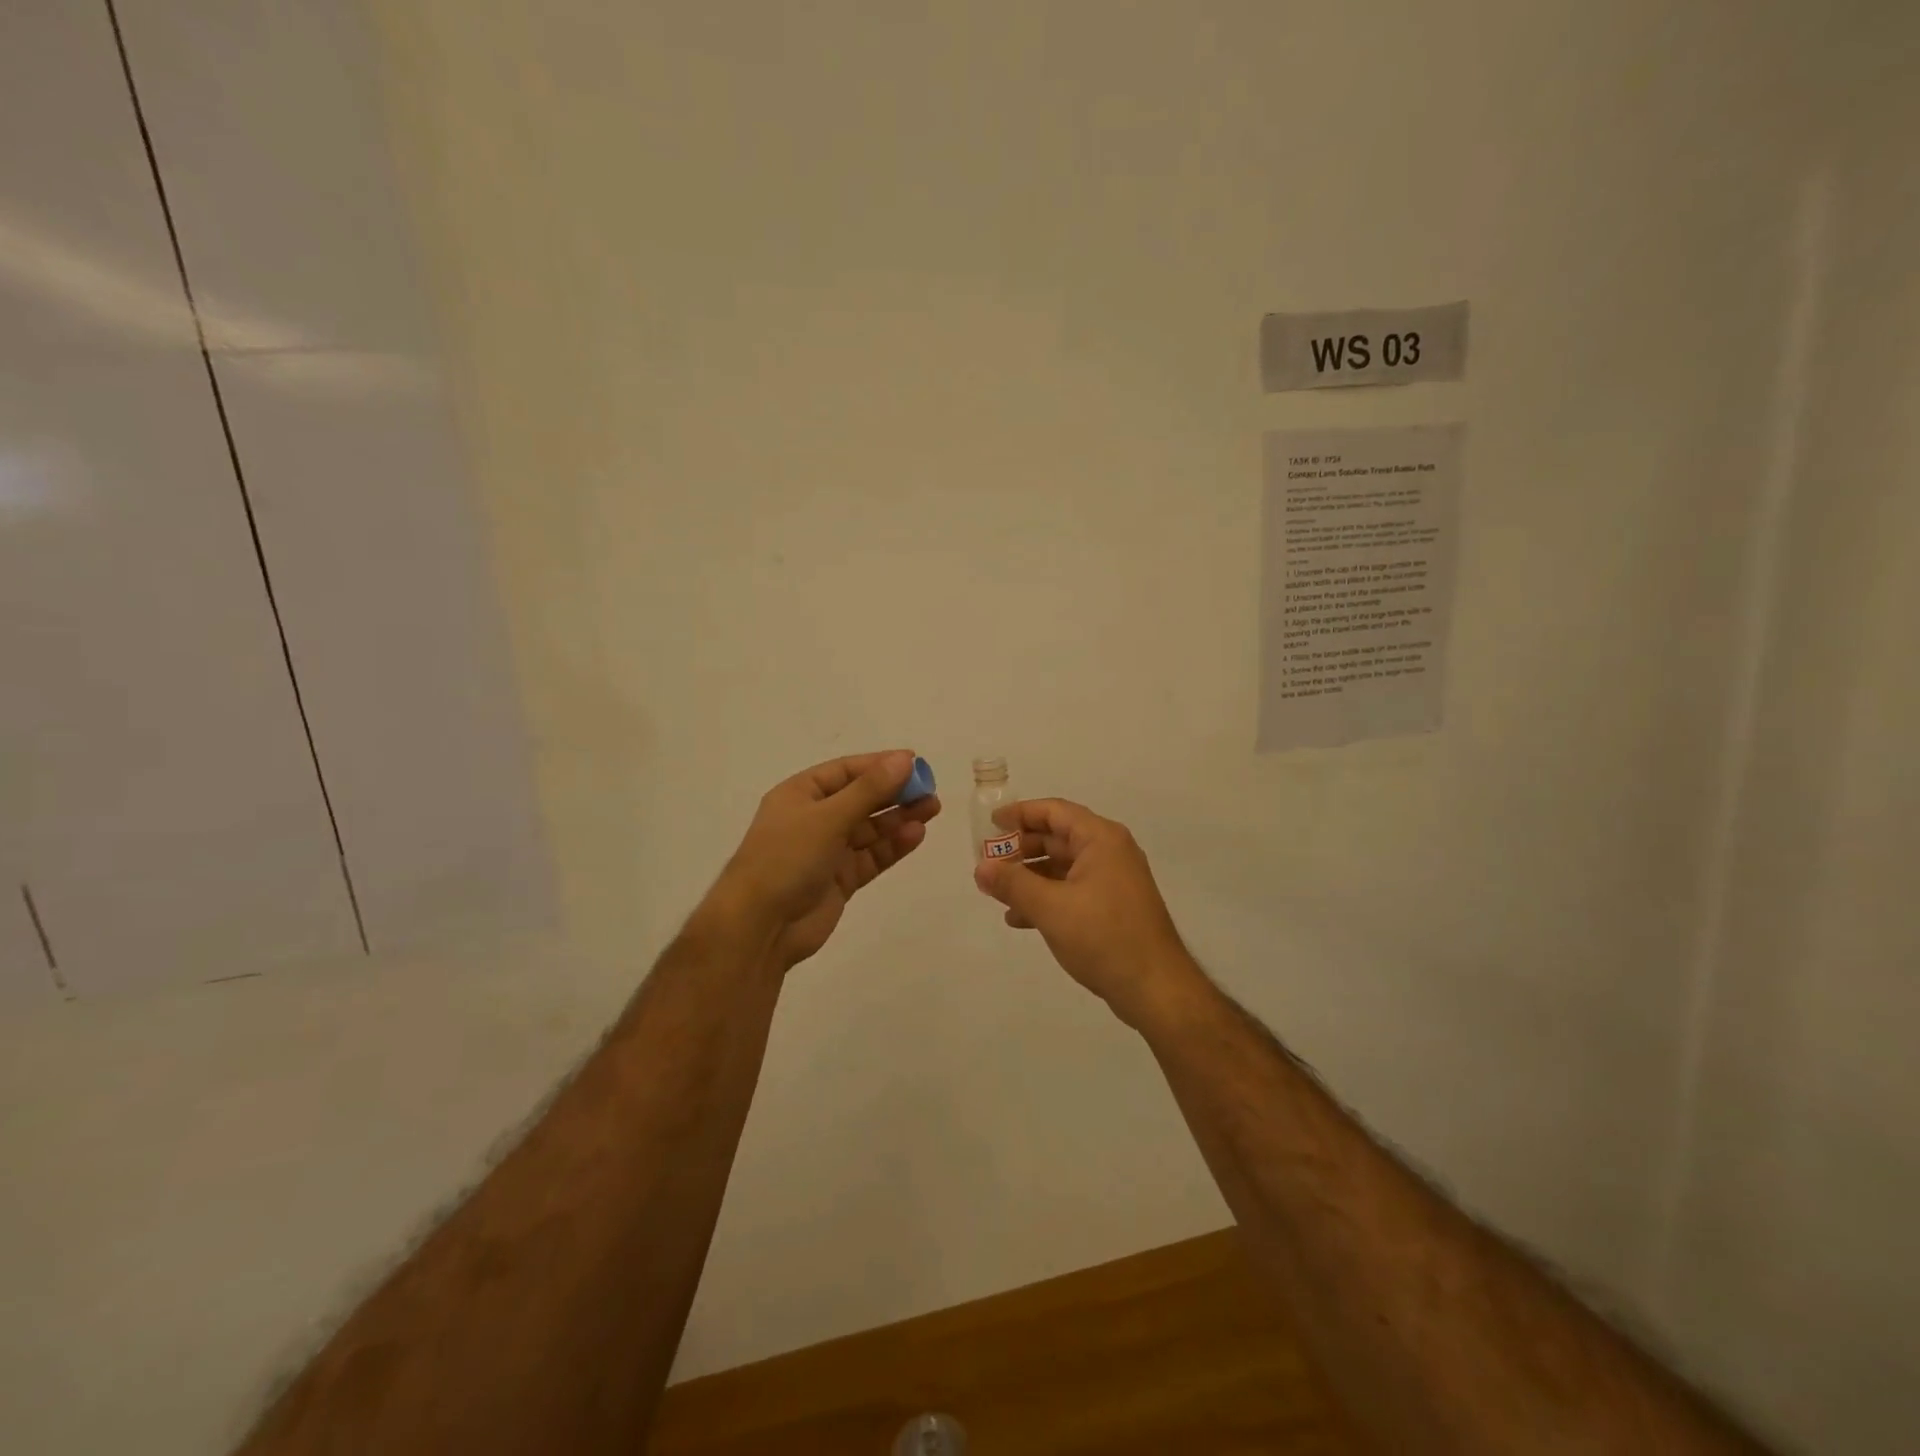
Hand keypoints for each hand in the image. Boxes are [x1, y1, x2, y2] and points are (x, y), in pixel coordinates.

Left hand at [707, 750, 939, 969]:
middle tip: (930, 789)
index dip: (880, 765)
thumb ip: (870, 789)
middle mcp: (814, 819)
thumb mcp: (829, 817)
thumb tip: (905, 759)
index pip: (846, 771)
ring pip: (869, 829)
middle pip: (860, 799)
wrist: (760, 926)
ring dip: (898, 819)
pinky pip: (870, 857)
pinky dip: (892, 846)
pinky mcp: (839, 880)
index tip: (915, 763)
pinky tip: (915, 835)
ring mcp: (826, 851)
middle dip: (894, 793)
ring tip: (932, 809)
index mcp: (800, 794)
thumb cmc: (787, 859)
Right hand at [972, 798, 1199, 1026]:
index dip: (1020, 813)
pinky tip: (1020, 918)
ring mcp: (1114, 881)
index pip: (1054, 811)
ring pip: (1063, 867)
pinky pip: (1072, 890)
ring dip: (1029, 876)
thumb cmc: (1103, 937)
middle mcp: (1110, 852)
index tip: (990, 823)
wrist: (1155, 989)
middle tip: (988, 861)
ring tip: (997, 893)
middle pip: (1058, 837)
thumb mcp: (1050, 908)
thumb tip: (981, 868)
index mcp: (1101, 839)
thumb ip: (1012, 884)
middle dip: (1021, 849)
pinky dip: (1046, 897)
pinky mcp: (1113, 907)